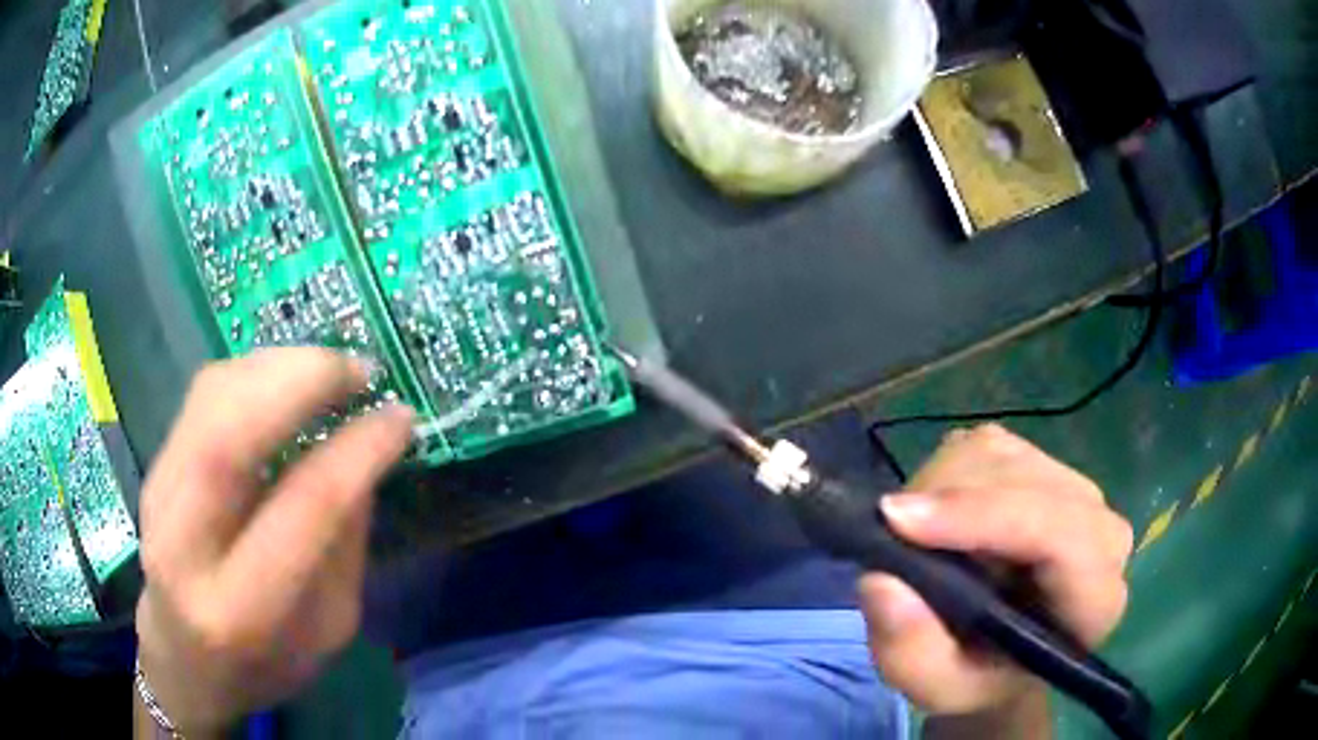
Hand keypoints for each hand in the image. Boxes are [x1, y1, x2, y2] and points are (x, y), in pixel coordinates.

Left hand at [135, 349, 413, 733]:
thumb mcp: (327, 630)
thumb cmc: (265, 665)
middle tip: (360, 371)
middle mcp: (184, 544)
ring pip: (212, 397)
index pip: (300, 509)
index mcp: (241, 608)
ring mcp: (158, 494)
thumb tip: (364, 456)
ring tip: (330, 372)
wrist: (184, 661)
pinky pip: (203, 395)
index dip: (356, 452)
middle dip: (302, 382)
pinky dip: (253, 373)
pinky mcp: (155, 466)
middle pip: (229, 434)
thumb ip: (343, 546)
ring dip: (278, 367)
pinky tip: (285, 382)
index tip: (399, 416)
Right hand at [858, 424, 1133, 717]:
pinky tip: (940, 518)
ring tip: (915, 536)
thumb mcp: (939, 690)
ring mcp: (1077, 489)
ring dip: (941, 484)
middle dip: (946, 498)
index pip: (1056, 532)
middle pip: (1020, 479)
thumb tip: (881, 581)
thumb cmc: (980, 679)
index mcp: (1095, 598)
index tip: (898, 521)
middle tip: (891, 537)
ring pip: (1000, 452)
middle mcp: (1100, 530)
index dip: (980, 518)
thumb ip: (911, 654)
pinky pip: (989, 444)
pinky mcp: (1047, 465)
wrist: (1005, 656)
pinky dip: (947, 472)